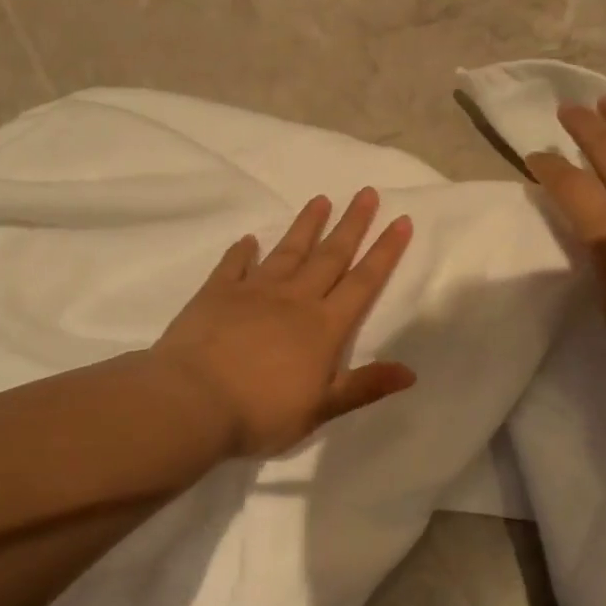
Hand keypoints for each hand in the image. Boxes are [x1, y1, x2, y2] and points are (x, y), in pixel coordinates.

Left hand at [152, 187, 415, 457]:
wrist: (194, 402)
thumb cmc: (262, 412)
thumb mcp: (322, 409)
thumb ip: (365, 386)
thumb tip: (411, 372)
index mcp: (324, 326)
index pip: (363, 282)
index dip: (385, 252)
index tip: (401, 220)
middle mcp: (294, 299)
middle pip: (330, 256)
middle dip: (352, 224)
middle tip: (366, 192)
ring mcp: (254, 291)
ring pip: (288, 251)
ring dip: (306, 225)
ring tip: (321, 199)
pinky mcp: (217, 293)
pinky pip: (234, 264)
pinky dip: (243, 251)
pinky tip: (249, 239)